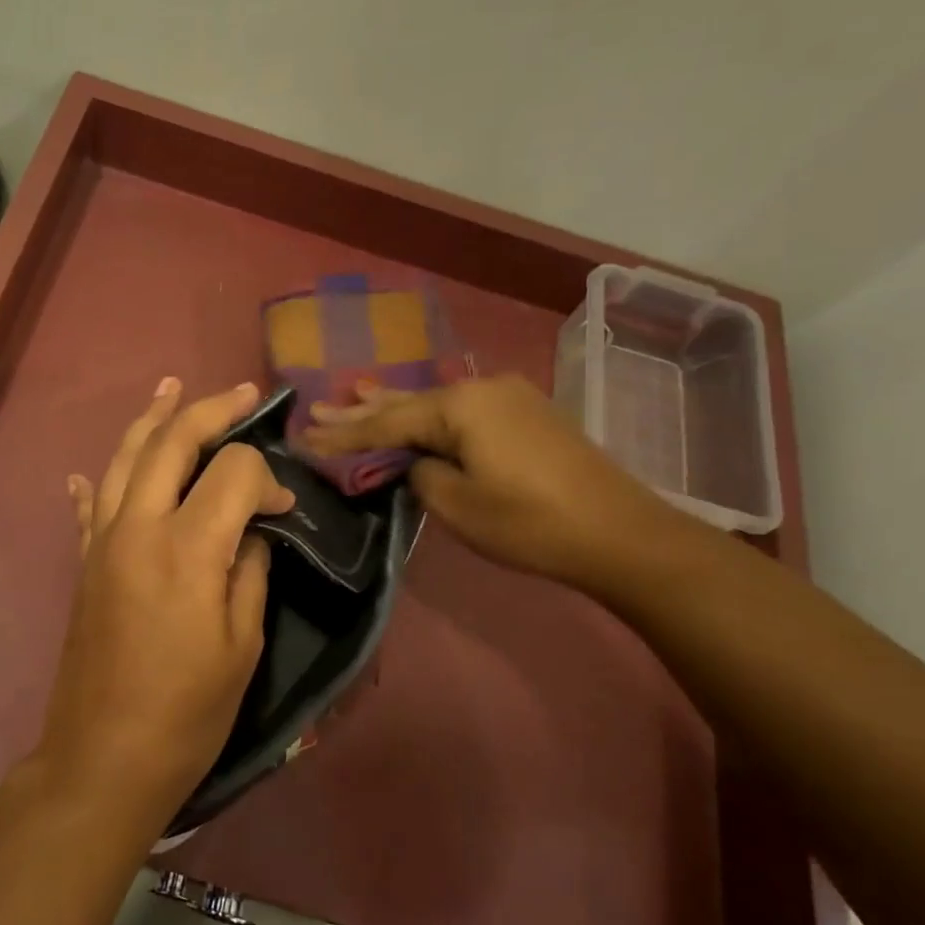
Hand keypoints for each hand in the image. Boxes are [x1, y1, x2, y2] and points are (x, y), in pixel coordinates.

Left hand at [29, 378, 294, 832]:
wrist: (105, 755)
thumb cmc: (187, 710)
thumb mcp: (242, 644)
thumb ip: (249, 572)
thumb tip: (251, 533)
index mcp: (187, 547)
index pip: (232, 472)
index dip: (266, 478)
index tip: (282, 509)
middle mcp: (138, 528)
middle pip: (171, 443)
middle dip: (209, 411)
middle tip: (241, 393)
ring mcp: (102, 542)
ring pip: (124, 460)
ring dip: (151, 420)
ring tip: (170, 387)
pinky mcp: (84, 564)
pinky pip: (88, 508)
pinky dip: (95, 481)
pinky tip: (90, 469)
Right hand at [303, 374, 683, 585]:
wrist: (620, 534)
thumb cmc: (530, 523)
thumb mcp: (457, 505)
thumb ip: (419, 475)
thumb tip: (413, 462)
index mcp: (461, 407)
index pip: (386, 422)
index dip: (344, 436)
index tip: (304, 440)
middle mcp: (481, 390)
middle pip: (406, 403)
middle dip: (360, 412)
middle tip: (316, 410)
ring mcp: (507, 398)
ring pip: (433, 403)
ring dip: (391, 406)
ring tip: (350, 394)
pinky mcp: (523, 415)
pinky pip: (459, 409)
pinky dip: (426, 413)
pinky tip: (410, 405)